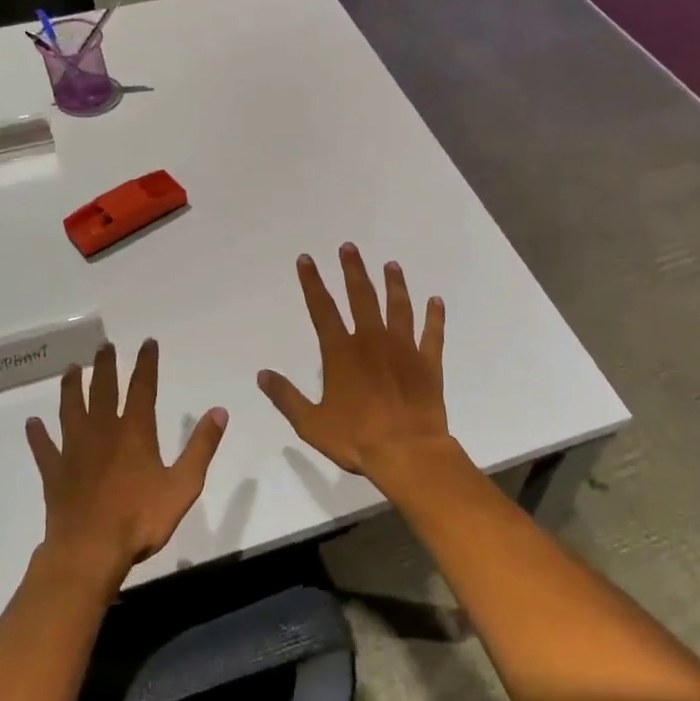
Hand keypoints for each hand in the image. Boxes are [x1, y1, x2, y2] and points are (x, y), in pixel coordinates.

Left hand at [26, 340, 226, 585]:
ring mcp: (74, 451)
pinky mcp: (55, 473)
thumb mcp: (183, 485)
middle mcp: (102, 432)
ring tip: (70, 369)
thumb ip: (201, 447)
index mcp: (134, 432)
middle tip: (103, 346)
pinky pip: (44, 449)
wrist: (90, 552)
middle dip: (104, 366)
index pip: (142, 388)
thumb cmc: (140, 519)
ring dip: (70, 388)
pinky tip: (32, 424)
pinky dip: (38, 435)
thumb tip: (219, 411)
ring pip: (70, 410)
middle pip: (102, 390)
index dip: (146, 364)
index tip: (147, 343)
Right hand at [258, 244, 465, 494]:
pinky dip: (435, 316)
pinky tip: (437, 301)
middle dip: (353, 270)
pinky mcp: (428, 363)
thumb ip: (286, 397)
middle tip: (349, 247)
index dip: (312, 282)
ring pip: (398, 307)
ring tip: (391, 265)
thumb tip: (262, 374)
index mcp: (341, 353)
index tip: (307, 259)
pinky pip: (432, 334)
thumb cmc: (356, 439)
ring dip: (394, 284)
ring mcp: (403, 349)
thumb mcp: (311, 423)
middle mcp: (372, 341)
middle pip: (361, 297)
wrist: (408, 452)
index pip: (322, 309)